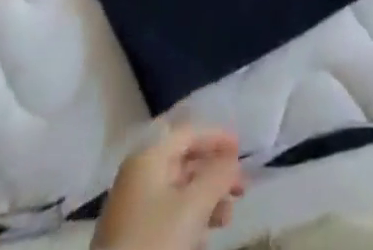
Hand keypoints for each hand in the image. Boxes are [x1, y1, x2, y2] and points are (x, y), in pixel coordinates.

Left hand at [94, 124, 247, 249]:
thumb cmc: (155, 242)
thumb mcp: (194, 206)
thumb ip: (218, 175)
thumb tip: (232, 162)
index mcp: (148, 158)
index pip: (189, 133)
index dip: (217, 138)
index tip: (242, 151)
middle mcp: (138, 176)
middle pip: (184, 162)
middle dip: (214, 174)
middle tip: (240, 189)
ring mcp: (132, 209)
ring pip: (178, 192)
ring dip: (206, 200)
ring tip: (227, 219)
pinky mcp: (131, 239)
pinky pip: (167, 216)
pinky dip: (190, 220)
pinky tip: (204, 238)